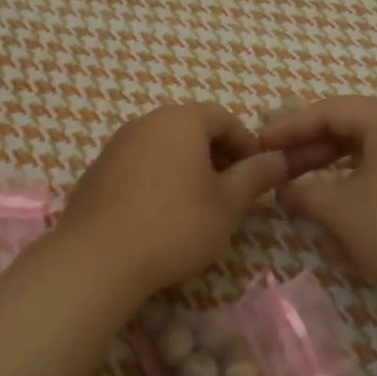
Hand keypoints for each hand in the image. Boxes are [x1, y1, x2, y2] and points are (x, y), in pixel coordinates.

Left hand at [56, 103, 288, 298]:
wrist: (97, 258)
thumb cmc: (175, 225)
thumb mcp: (228, 204)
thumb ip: (256, 176)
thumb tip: (279, 158)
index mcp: (181, 120)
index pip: (224, 118)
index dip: (246, 144)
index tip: (255, 176)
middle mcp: (146, 121)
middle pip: (192, 128)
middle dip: (216, 155)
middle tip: (230, 193)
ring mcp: (117, 144)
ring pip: (164, 147)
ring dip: (186, 168)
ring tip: (197, 206)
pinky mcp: (97, 170)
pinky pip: (139, 164)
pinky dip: (157, 179)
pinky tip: (160, 214)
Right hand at [258, 96, 376, 304]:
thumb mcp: (343, 210)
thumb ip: (305, 193)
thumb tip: (284, 189)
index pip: (328, 110)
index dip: (288, 128)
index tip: (258, 145)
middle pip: (349, 129)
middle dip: (310, 152)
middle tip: (277, 170)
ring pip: (368, 154)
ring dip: (333, 173)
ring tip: (303, 195)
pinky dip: (360, 188)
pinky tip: (342, 217)